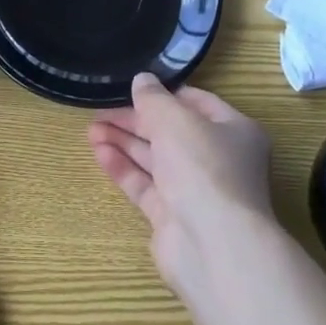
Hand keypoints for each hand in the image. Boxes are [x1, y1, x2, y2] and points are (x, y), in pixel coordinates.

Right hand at [88, 73, 276, 298]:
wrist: (213, 244)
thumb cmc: (203, 168)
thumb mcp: (176, 120)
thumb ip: (154, 99)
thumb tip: (142, 80)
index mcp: (234, 131)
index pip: (197, 103)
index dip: (164, 94)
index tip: (132, 88)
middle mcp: (218, 159)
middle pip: (172, 132)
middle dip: (136, 120)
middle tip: (100, 111)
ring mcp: (195, 190)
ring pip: (155, 159)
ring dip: (125, 142)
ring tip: (91, 130)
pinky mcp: (173, 215)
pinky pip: (145, 185)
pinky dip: (124, 168)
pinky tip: (100, 153)